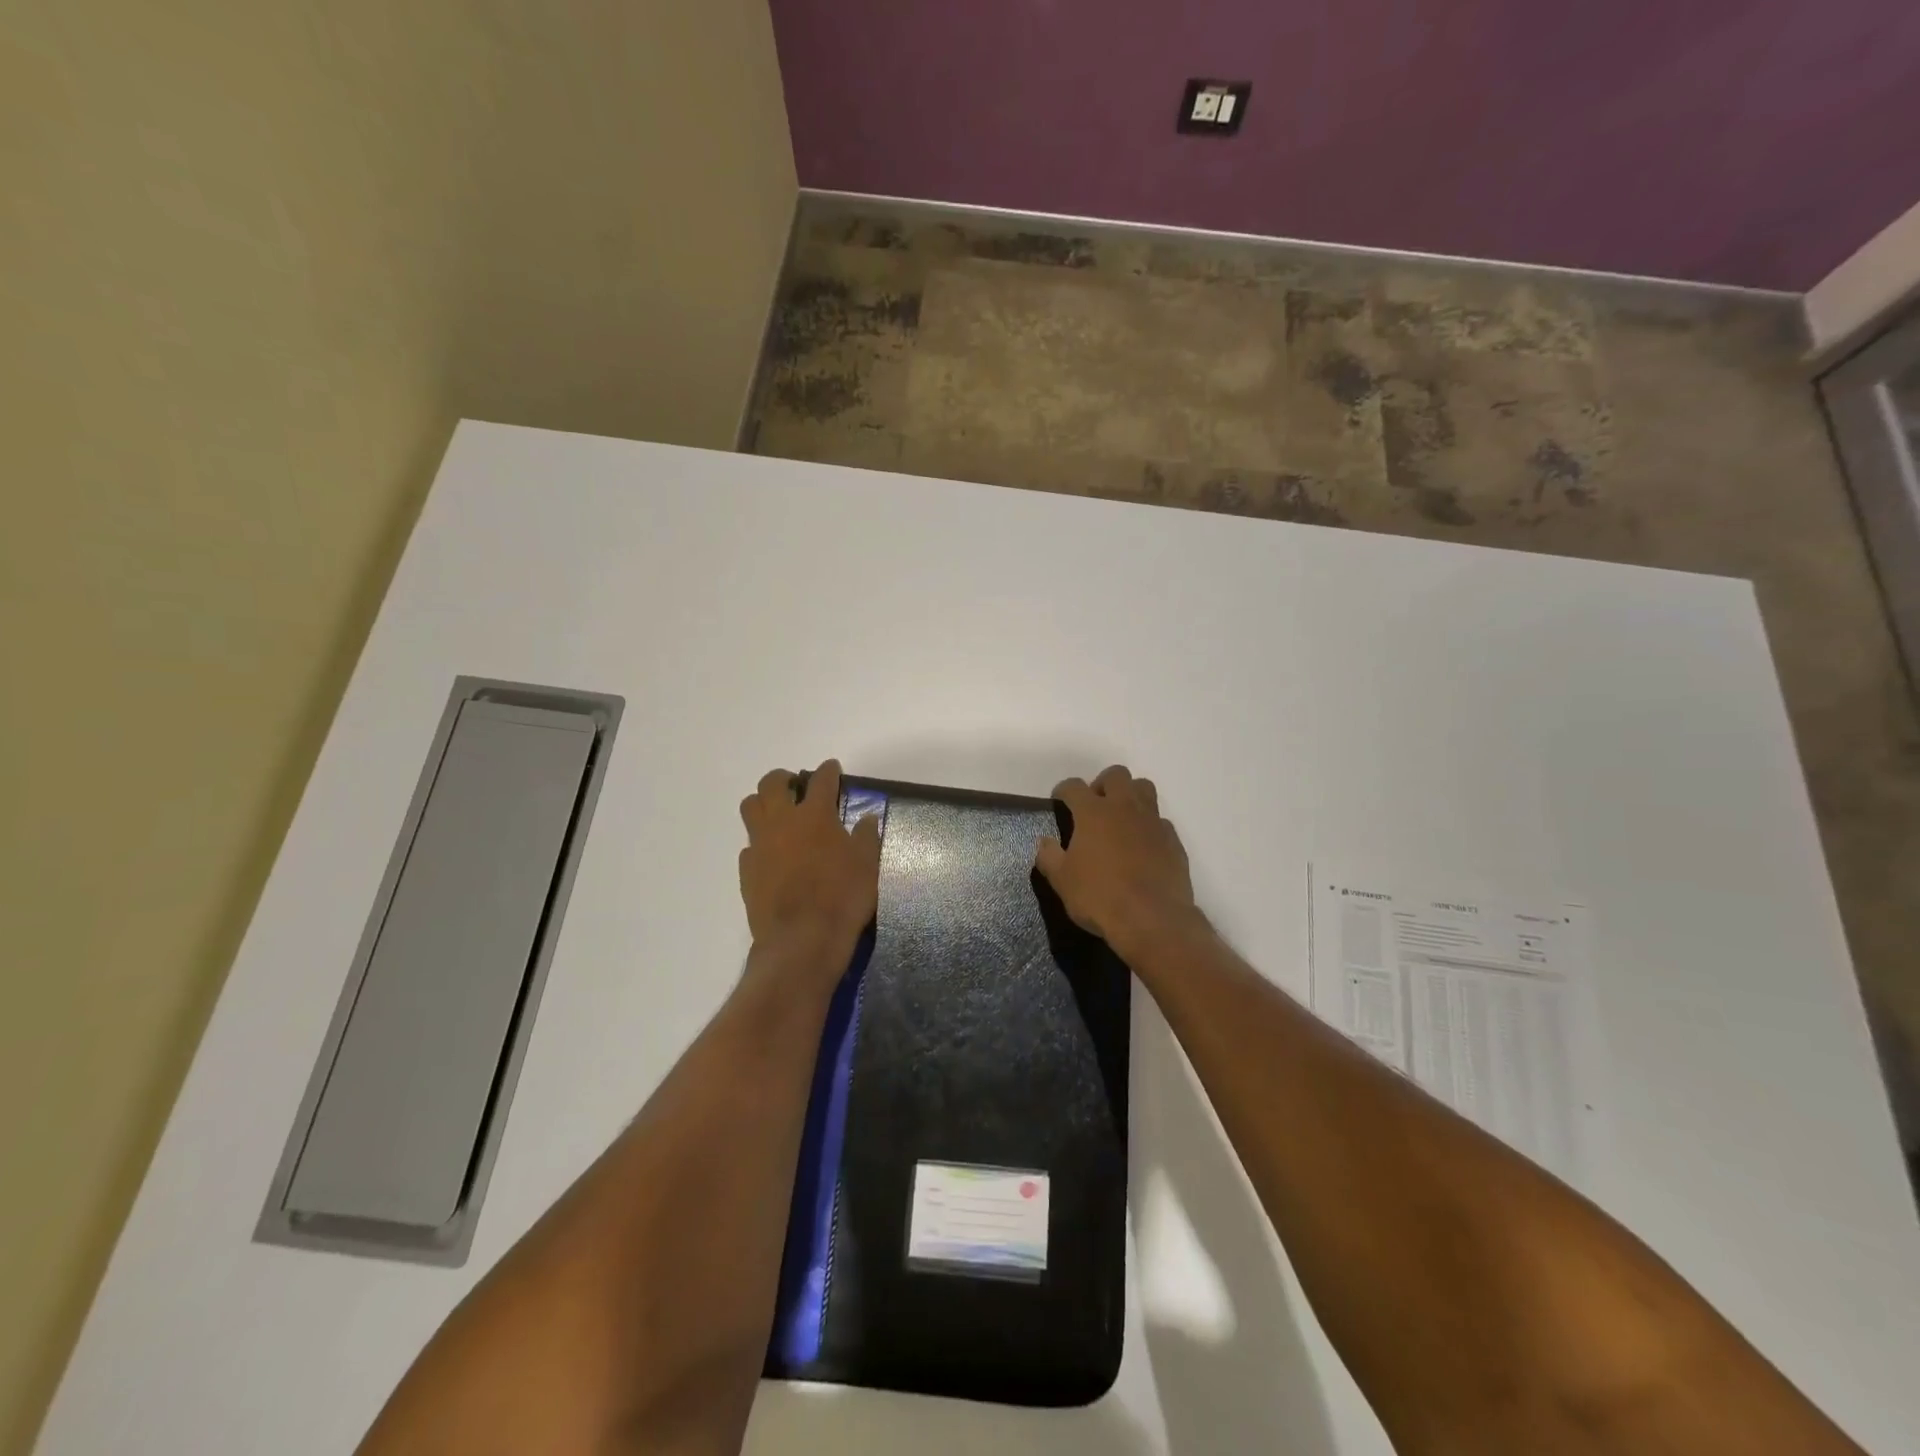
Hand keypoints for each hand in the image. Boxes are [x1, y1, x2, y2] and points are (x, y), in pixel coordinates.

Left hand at [739, 759, 880, 971]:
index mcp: (815, 815)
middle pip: (772, 783)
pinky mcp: (747, 871)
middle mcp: (782, 822)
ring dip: (763, 803)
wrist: (802, 940)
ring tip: (778, 814)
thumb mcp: (867, 865)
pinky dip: (760, 843)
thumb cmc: (842, 897)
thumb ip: (867, 836)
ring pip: (750, 807)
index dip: (828, 771)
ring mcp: (760, 845)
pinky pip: (748, 845)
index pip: (821, 780)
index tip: (832, 769)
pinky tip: (773, 855)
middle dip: (784, 778)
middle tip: (796, 786)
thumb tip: (867, 817)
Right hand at [1036, 765, 1201, 961]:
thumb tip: (1045, 842)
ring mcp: (1153, 822)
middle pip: (1116, 775)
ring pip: (1144, 789)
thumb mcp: (1062, 881)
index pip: (1074, 786)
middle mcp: (1125, 808)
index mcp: (1093, 812)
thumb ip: (1049, 856)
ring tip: (1120, 820)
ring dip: (1130, 796)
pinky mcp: (1173, 841)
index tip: (1059, 800)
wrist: (1153, 920)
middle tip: (1094, 807)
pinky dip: (1149, 826)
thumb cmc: (1100, 897)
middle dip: (1102, 784)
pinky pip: (1160, 821)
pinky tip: (1143, 847)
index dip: (1063, 790)